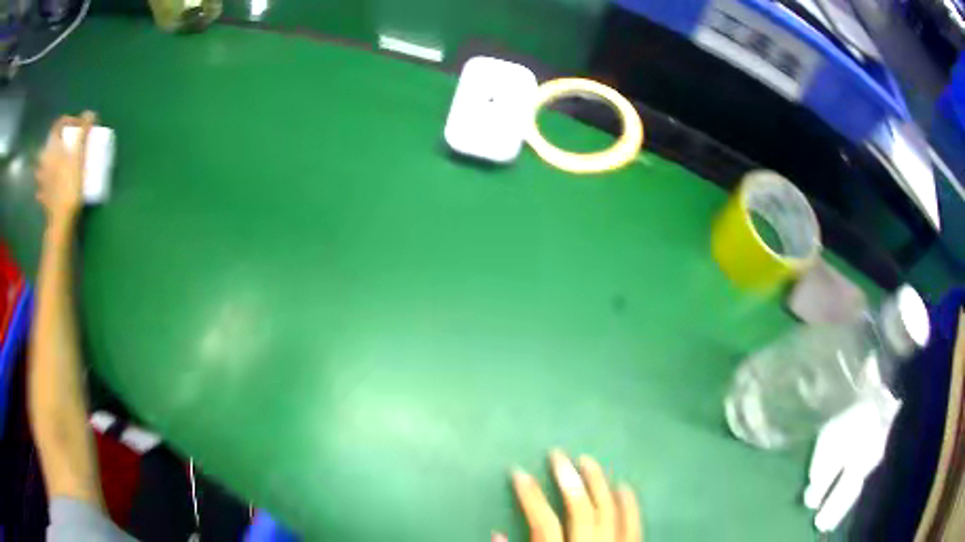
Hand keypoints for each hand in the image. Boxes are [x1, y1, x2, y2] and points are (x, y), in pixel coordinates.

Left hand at [36, 111, 96, 229]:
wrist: (60, 220)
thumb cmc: (69, 185)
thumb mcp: (78, 156)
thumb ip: (83, 132)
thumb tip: (89, 113)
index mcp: (51, 149)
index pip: (57, 125)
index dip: (68, 120)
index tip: (77, 125)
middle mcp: (44, 162)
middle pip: (49, 146)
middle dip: (57, 143)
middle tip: (67, 145)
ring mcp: (42, 182)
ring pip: (43, 166)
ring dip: (48, 163)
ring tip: (55, 165)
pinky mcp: (43, 197)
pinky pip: (42, 187)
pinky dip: (45, 184)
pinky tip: (48, 188)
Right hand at [496, 450, 641, 541]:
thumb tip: (496, 534)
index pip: (543, 521)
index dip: (530, 495)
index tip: (518, 472)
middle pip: (581, 509)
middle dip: (568, 479)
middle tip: (557, 454)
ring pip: (610, 511)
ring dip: (599, 484)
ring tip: (588, 461)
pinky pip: (635, 525)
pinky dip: (629, 505)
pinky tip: (623, 486)